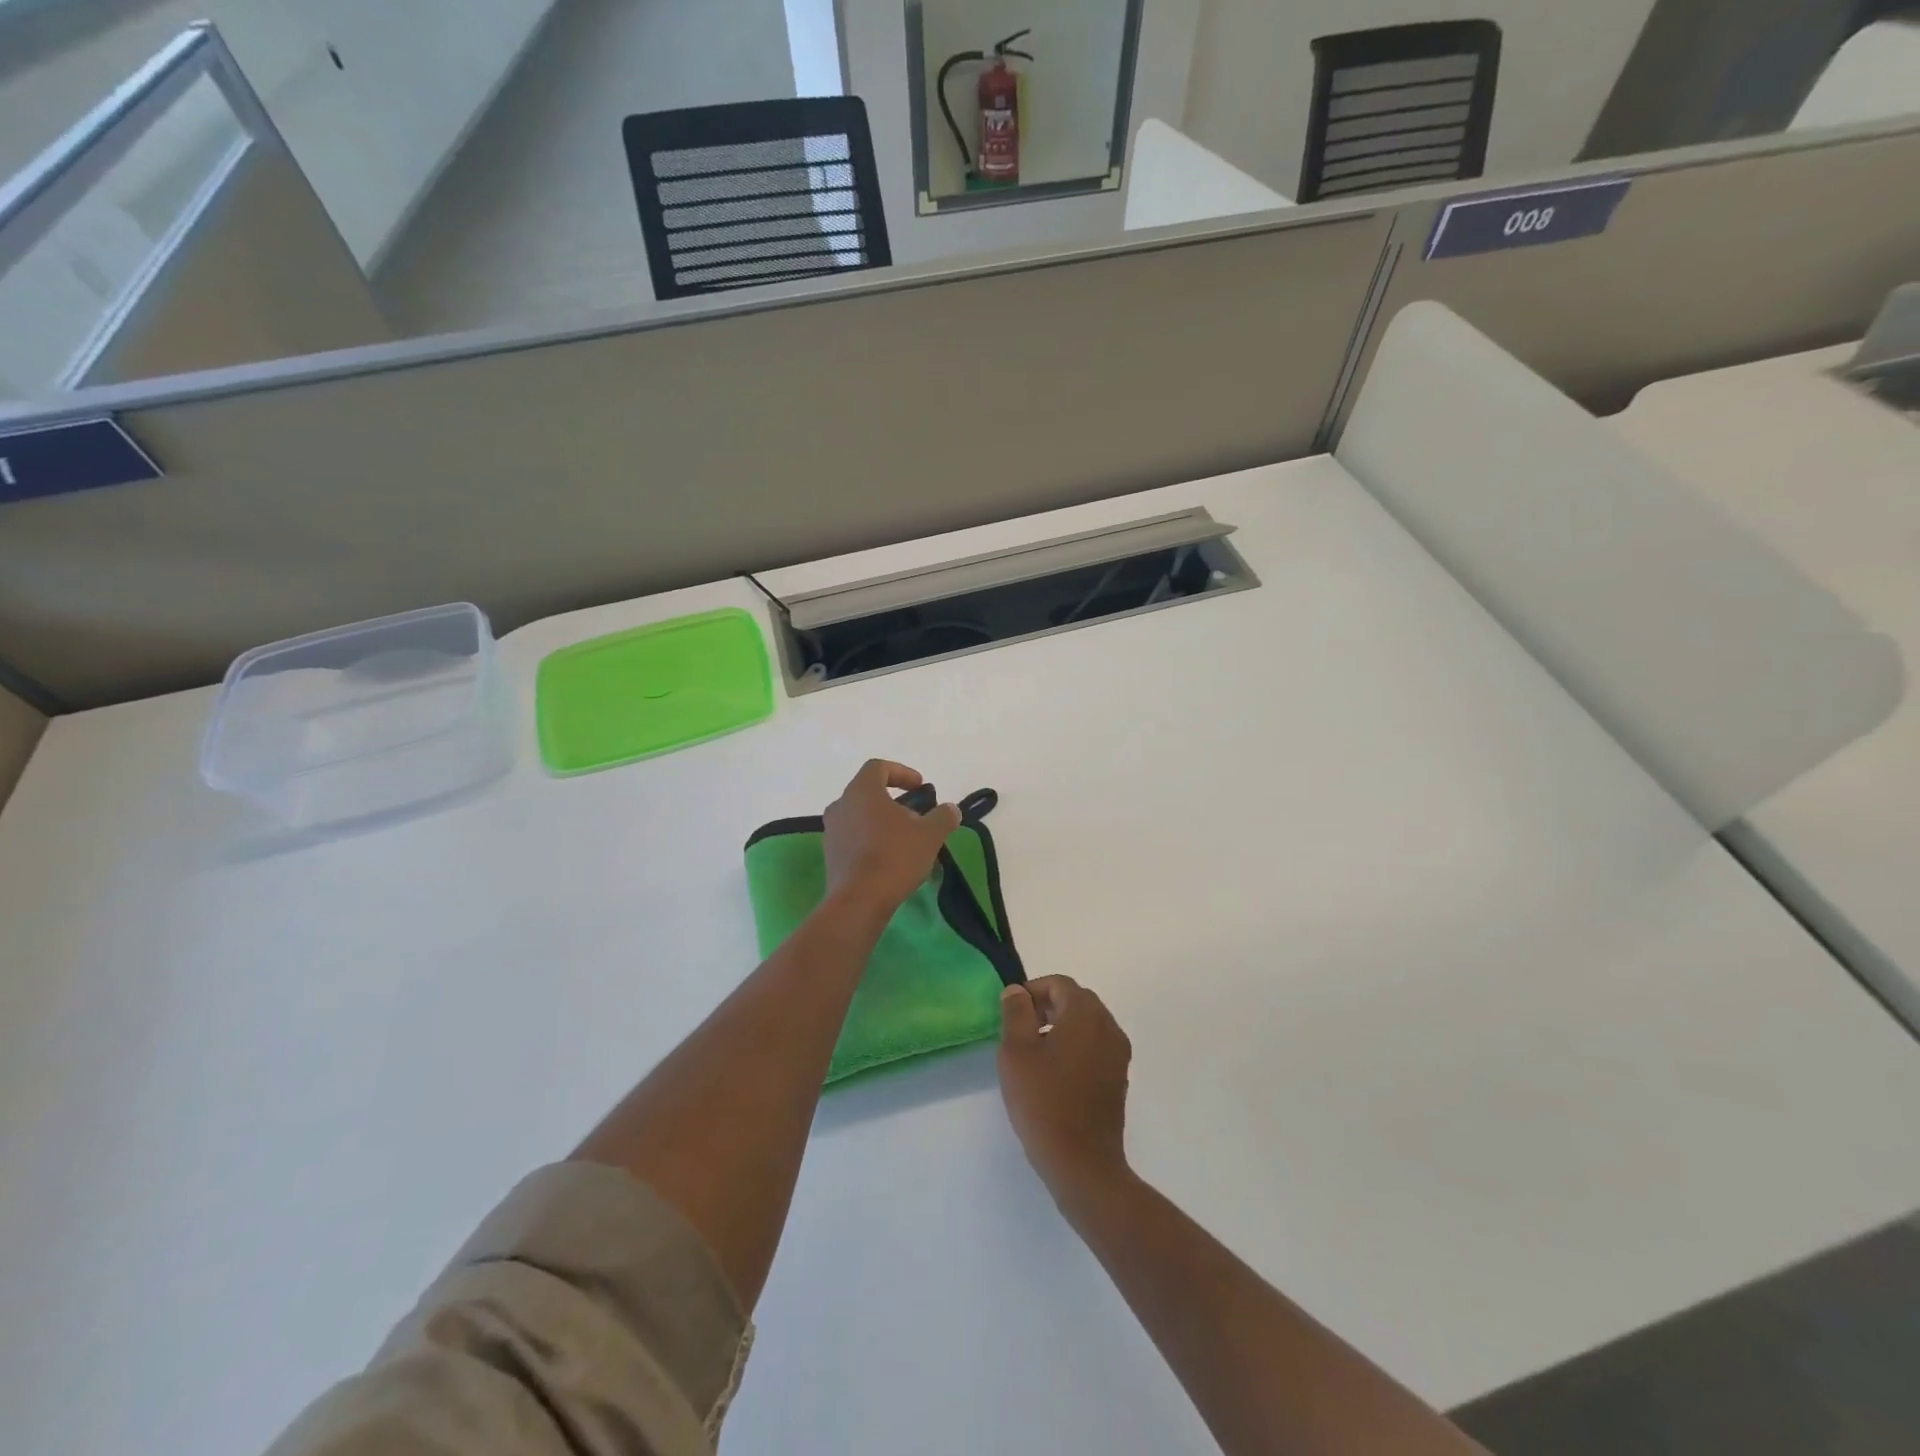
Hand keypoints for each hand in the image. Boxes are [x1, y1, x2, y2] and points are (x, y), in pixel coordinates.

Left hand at [822, 760, 960, 910]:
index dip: (902, 772)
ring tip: (906, 842)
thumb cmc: (895, 857)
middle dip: (895, 803)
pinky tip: (890, 860)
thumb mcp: (930, 834)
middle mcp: (841, 805)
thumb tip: (951, 809)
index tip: (920, 787)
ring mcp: (832, 831)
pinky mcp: (830, 854)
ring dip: (883, 823)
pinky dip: (871, 841)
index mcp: (861, 791)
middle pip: (869, 793)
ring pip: (861, 816)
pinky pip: (853, 838)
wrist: (859, 901)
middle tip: (917, 819)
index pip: (878, 767)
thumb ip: (943, 816)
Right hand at [998, 976, 1132, 1201]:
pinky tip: (1053, 1076)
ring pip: (1087, 1024)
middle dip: (1046, 1008)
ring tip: (1033, 1055)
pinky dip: (1074, 1048)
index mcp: (1086, 1013)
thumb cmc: (1044, 1101)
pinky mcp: (1119, 1079)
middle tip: (1019, 1031)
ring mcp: (1118, 1054)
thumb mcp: (1016, 1052)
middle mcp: (1109, 1027)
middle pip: (1076, 1000)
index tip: (1011, 1013)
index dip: (1032, 991)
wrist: (1083, 1163)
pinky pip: (1095, 1047)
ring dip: (1060, 1028)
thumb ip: (1016, 1013)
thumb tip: (1017, 991)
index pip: (1059, 984)